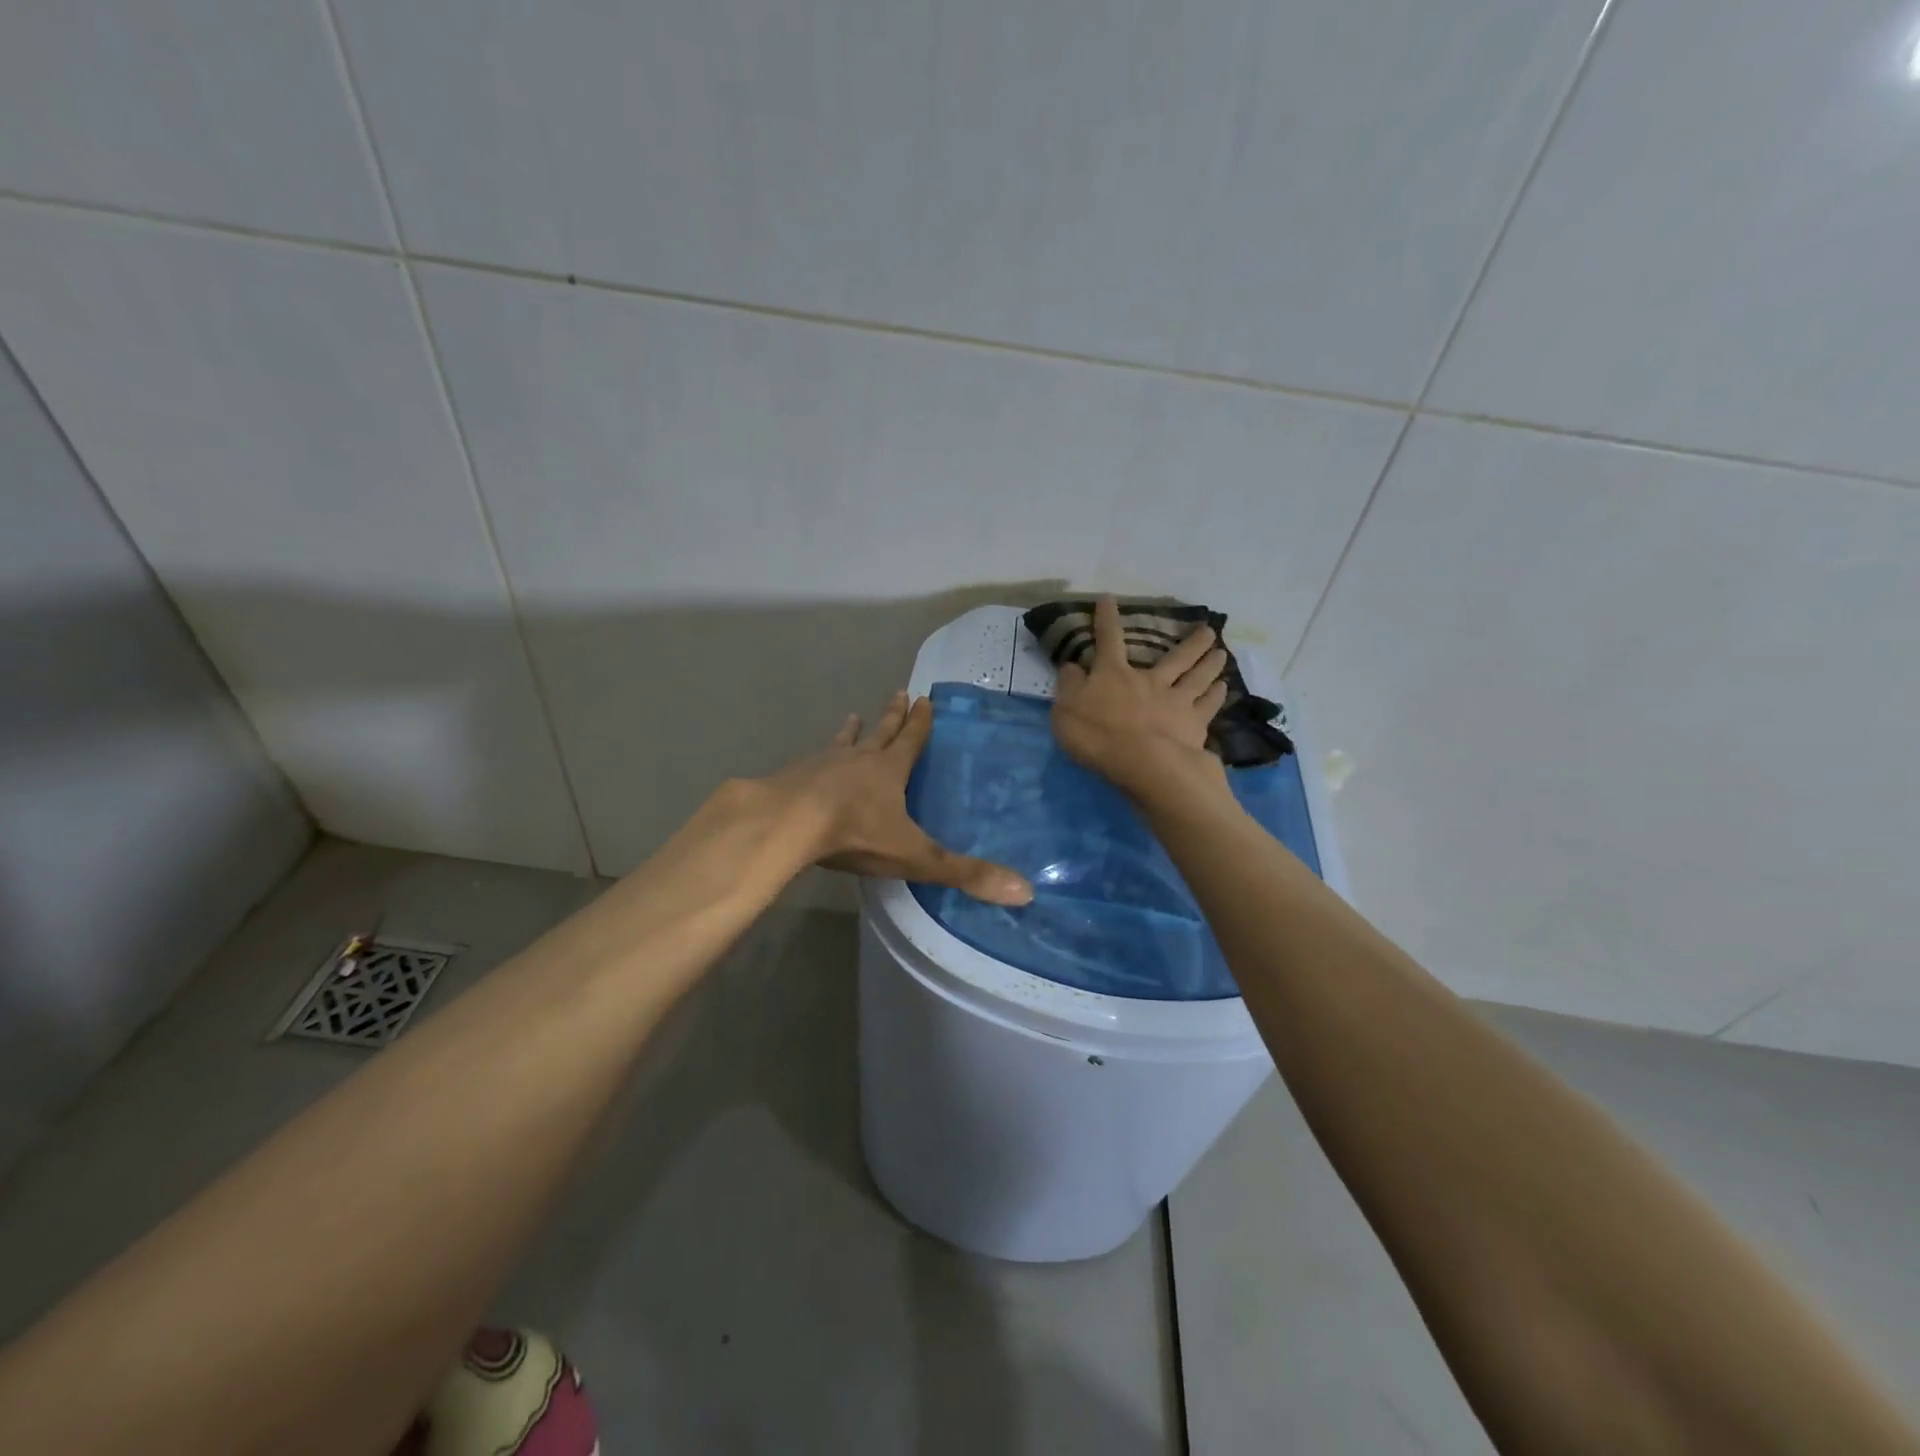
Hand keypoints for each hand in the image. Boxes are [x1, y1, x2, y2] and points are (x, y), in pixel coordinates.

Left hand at [757, 691, 1033, 905]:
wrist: (788, 824)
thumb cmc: (856, 834)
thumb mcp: (916, 856)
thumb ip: (965, 873)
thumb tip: (1025, 892)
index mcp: (889, 770)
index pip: (911, 740)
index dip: (920, 722)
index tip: (924, 698)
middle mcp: (857, 759)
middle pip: (879, 732)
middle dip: (891, 715)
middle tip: (899, 692)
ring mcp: (821, 764)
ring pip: (842, 742)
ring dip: (851, 731)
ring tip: (852, 717)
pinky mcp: (793, 777)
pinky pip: (810, 762)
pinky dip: (816, 757)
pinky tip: (807, 761)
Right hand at [1052, 597, 1230, 799]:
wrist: (1143, 763)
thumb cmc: (1097, 736)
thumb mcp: (1066, 710)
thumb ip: (1069, 685)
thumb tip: (1071, 665)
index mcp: (1114, 675)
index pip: (1108, 641)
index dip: (1106, 619)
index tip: (1109, 599)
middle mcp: (1150, 681)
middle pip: (1175, 657)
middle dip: (1191, 642)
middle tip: (1208, 629)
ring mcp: (1177, 702)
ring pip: (1197, 677)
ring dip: (1210, 664)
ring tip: (1222, 653)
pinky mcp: (1194, 725)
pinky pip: (1208, 706)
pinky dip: (1216, 696)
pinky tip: (1223, 689)